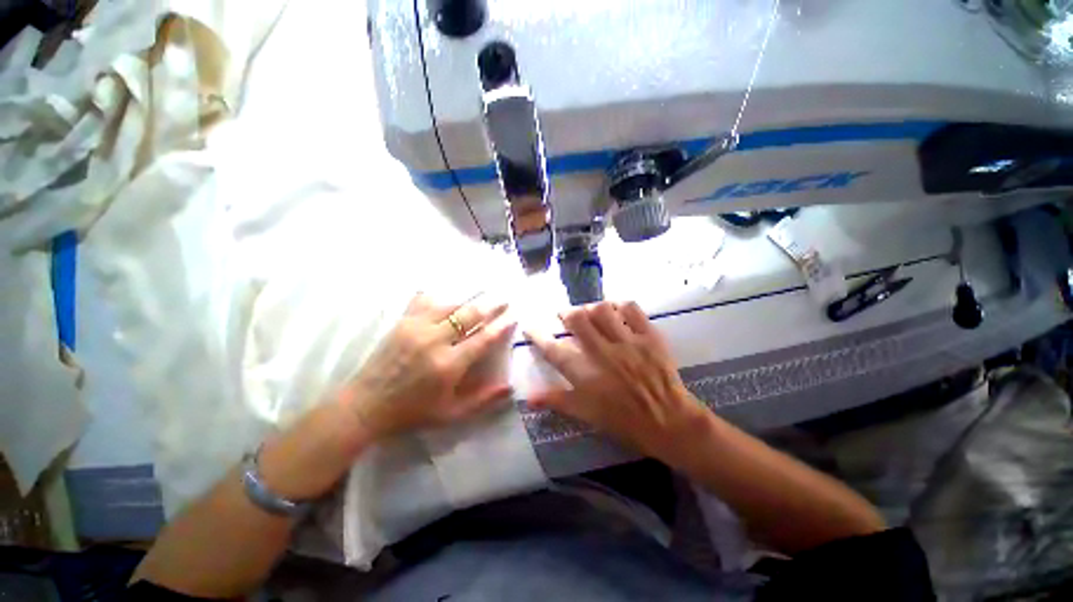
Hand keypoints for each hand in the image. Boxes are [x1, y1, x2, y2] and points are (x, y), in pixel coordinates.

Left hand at [342, 293, 516, 439]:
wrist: (366, 405)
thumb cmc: (412, 412)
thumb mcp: (451, 414)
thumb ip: (482, 400)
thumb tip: (510, 387)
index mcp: (448, 365)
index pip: (483, 338)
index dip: (501, 325)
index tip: (513, 316)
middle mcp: (434, 341)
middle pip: (469, 314)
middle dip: (491, 305)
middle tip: (504, 299)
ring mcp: (416, 327)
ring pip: (450, 304)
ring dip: (469, 301)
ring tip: (482, 297)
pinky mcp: (402, 322)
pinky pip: (424, 300)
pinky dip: (438, 297)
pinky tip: (445, 296)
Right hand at [525, 301, 705, 458]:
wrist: (669, 421)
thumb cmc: (624, 421)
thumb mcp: (586, 414)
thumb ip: (556, 401)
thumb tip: (528, 398)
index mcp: (586, 375)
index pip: (554, 350)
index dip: (538, 336)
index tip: (530, 327)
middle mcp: (603, 354)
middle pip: (577, 320)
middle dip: (566, 313)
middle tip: (565, 316)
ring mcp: (627, 342)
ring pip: (602, 310)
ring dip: (591, 307)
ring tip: (589, 312)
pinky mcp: (649, 336)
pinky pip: (632, 309)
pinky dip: (620, 305)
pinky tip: (616, 309)